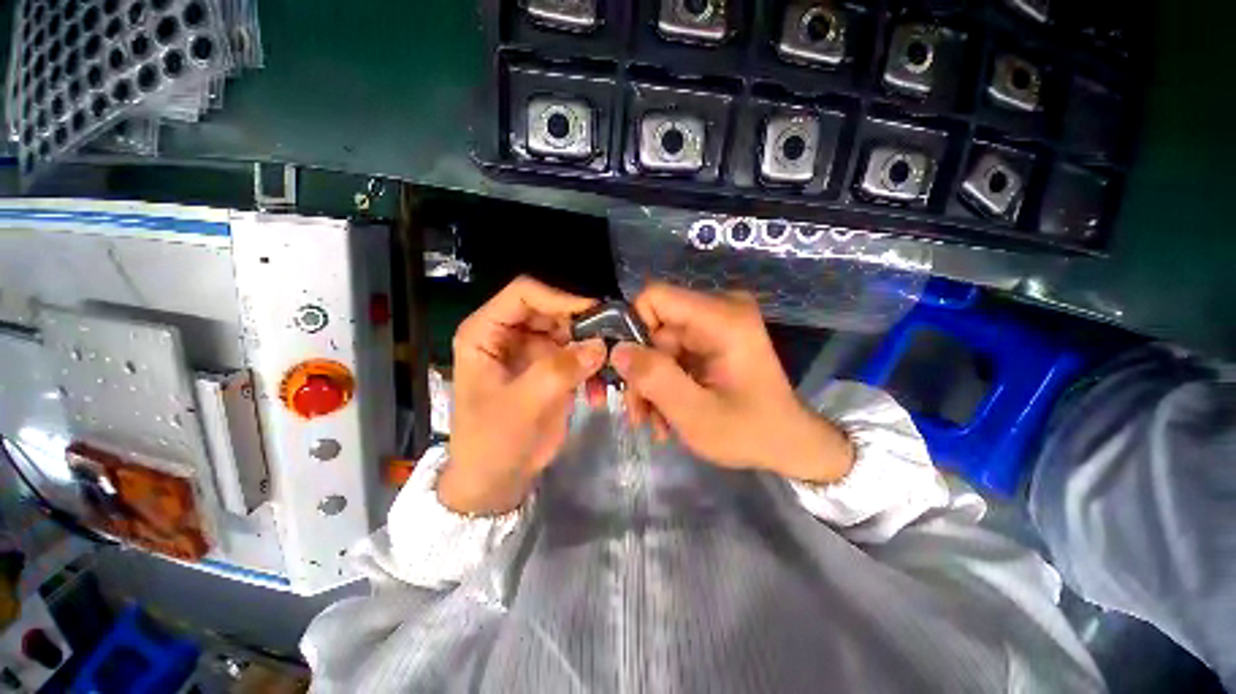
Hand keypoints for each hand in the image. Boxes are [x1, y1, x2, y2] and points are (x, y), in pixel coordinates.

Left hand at [440, 276, 606, 514]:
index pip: (524, 294)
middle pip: (552, 311)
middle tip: (612, 342)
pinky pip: (577, 355)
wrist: (496, 480)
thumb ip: (559, 370)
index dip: (559, 298)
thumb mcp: (523, 405)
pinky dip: (591, 369)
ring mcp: (532, 351)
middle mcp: (509, 334)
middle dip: (583, 326)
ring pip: (570, 332)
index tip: (595, 313)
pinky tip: (598, 392)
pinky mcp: (550, 368)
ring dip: (591, 349)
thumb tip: (600, 344)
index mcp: (486, 332)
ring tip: (609, 371)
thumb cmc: (493, 442)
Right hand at [611, 283, 853, 483]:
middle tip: (639, 414)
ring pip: (659, 345)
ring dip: (652, 384)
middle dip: (643, 372)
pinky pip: (673, 354)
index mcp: (722, 318)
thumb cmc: (750, 432)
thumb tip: (616, 350)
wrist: (789, 444)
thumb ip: (654, 379)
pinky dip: (666, 383)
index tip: (628, 372)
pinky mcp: (713, 339)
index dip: (633, 330)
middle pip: (655, 328)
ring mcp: (717, 325)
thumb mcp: (695, 413)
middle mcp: (720, 310)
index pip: (655, 297)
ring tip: (655, 423)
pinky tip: (667, 414)